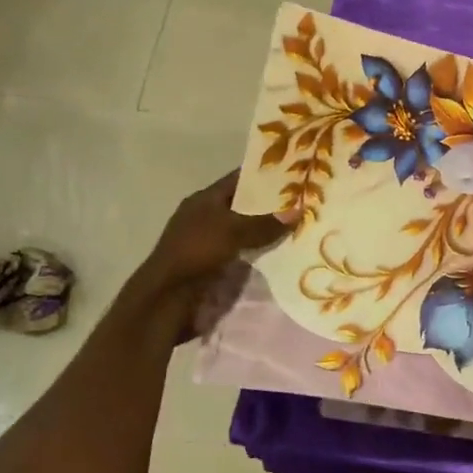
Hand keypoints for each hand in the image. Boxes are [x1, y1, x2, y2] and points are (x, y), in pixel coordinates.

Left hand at [126, 171, 291, 337]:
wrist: (167, 297)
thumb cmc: (197, 252)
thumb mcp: (233, 231)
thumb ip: (265, 223)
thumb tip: (298, 210)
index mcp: (204, 200)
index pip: (238, 180)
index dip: (264, 176)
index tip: (295, 174)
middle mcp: (205, 217)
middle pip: (243, 207)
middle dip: (271, 207)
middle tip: (305, 203)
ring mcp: (208, 243)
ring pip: (245, 232)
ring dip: (267, 233)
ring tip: (301, 229)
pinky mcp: (213, 266)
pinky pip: (242, 254)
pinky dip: (260, 253)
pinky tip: (282, 255)